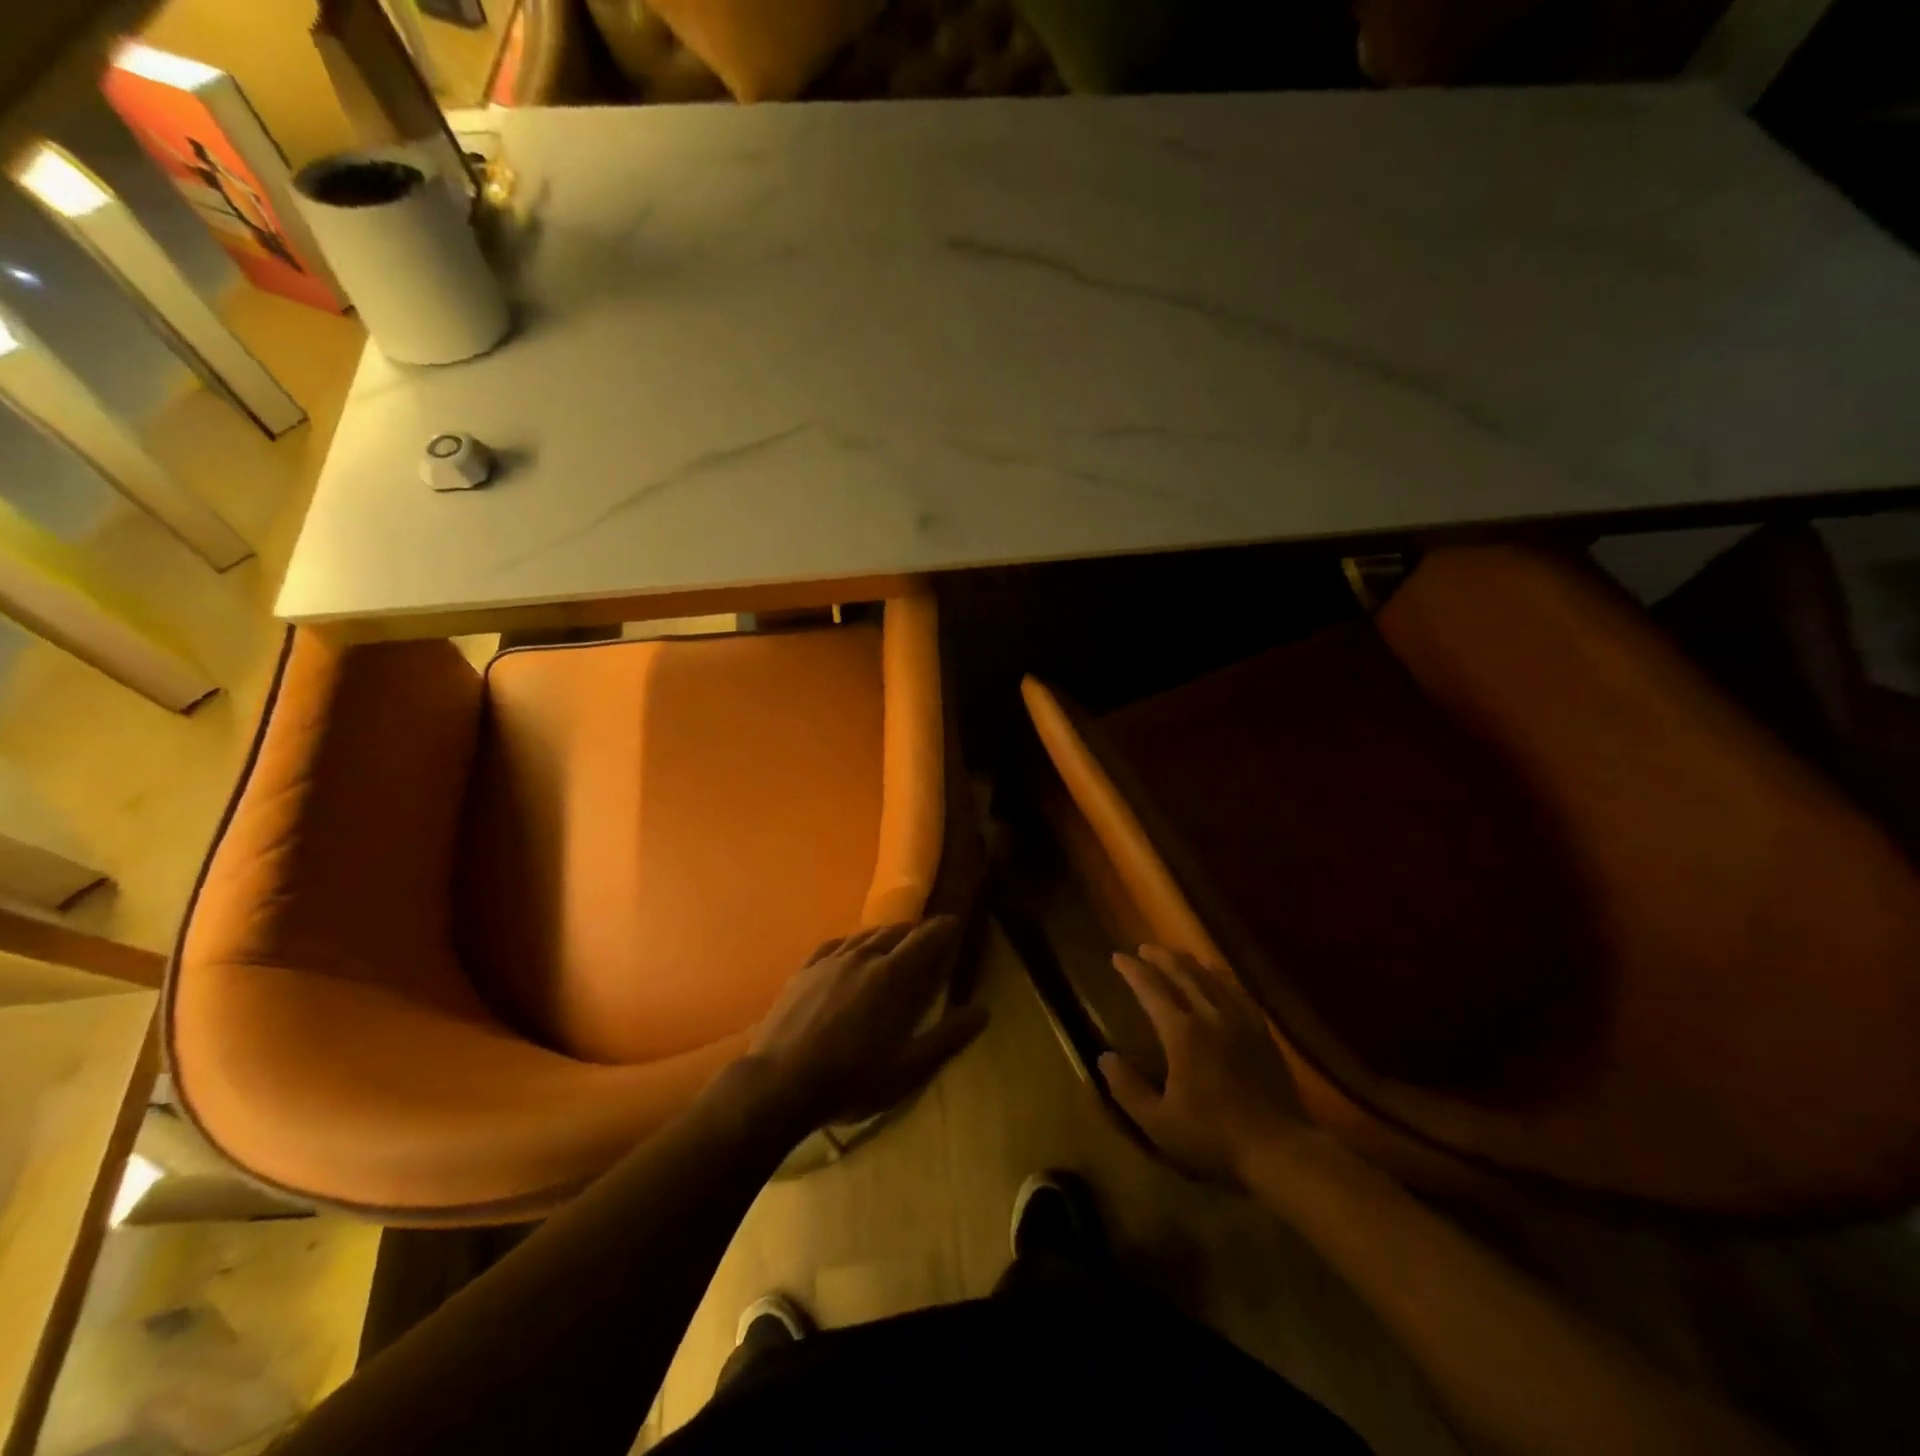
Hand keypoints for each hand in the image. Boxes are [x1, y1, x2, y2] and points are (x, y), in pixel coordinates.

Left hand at [747, 917, 986, 1132]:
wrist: (779, 1084)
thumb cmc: (851, 1080)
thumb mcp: (908, 1069)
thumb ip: (947, 1038)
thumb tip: (983, 1011)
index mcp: (892, 976)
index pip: (924, 939)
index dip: (942, 928)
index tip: (954, 921)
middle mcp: (863, 957)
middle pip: (895, 931)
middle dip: (915, 931)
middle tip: (926, 939)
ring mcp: (829, 962)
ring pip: (864, 935)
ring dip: (885, 935)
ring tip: (893, 942)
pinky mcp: (804, 971)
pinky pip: (834, 945)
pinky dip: (852, 943)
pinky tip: (851, 950)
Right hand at [1099, 945, 1307, 1186]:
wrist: (1279, 1149)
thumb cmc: (1213, 1138)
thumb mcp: (1158, 1123)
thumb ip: (1127, 1088)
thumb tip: (1104, 1057)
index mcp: (1181, 1033)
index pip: (1151, 989)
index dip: (1132, 971)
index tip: (1117, 957)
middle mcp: (1210, 1016)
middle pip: (1182, 973)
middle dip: (1160, 957)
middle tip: (1143, 948)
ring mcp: (1240, 1021)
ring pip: (1211, 978)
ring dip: (1189, 962)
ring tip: (1176, 955)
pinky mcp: (1262, 1032)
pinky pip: (1239, 992)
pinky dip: (1222, 977)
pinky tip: (1219, 977)